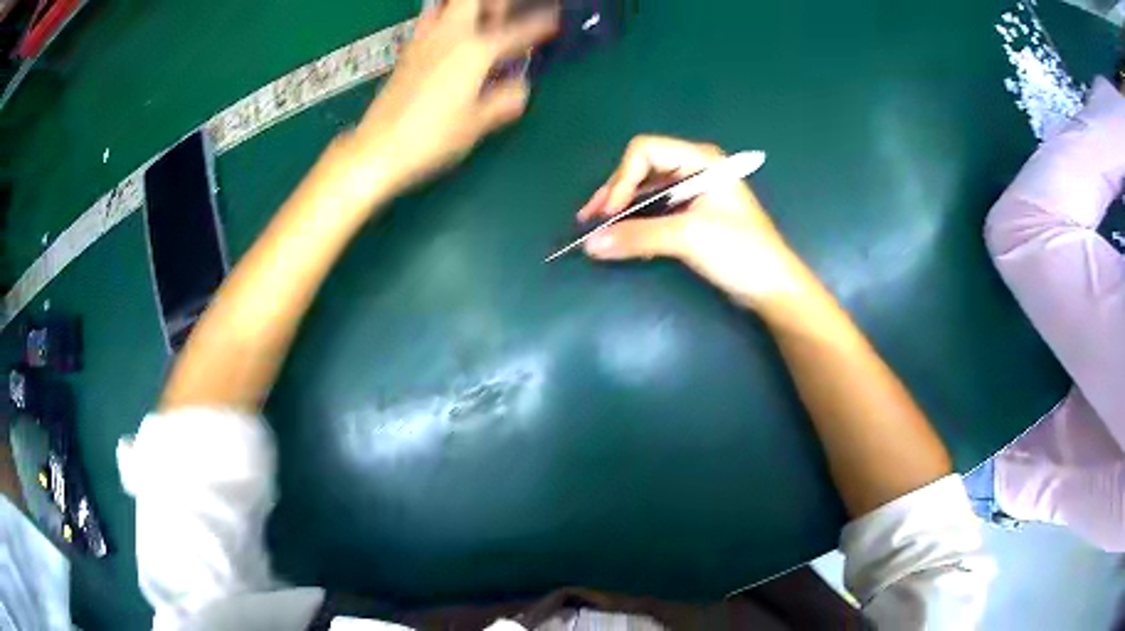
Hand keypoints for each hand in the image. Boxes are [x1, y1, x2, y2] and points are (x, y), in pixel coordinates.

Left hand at [351, 0, 558, 192]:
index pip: (518, 30)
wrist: (377, 149)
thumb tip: (520, 89)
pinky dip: (444, 18)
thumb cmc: (431, 138)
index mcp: (475, 51)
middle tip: (507, 15)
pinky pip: (429, 21)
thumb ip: (505, 100)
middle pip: (474, 0)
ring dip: (468, 7)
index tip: (557, 19)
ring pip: (447, 5)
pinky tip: (450, 35)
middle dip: (496, 4)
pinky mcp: (407, 52)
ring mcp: (424, 41)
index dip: (542, 24)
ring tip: (481, 20)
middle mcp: (450, 37)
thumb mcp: (477, 124)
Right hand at [578, 135, 812, 310]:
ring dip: (622, 210)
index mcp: (700, 161)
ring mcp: (694, 193)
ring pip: (646, 192)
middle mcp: (695, 170)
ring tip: (596, 230)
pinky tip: (622, 238)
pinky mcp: (693, 216)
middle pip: (642, 169)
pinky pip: (656, 211)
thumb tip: (590, 244)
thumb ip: (638, 236)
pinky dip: (636, 223)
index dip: (621, 178)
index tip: (608, 213)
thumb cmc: (740, 252)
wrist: (773, 288)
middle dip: (615, 193)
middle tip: (589, 220)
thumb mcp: (689, 238)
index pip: (645, 152)